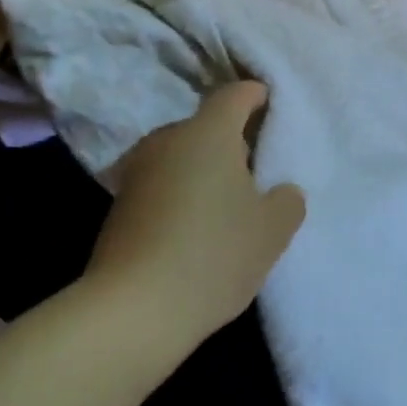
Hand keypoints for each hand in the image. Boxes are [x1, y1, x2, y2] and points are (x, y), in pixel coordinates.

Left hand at [87, 82, 305, 353]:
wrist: (132, 311)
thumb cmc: (213, 254)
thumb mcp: (272, 230)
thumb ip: (287, 201)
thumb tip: (280, 191)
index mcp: (208, 132)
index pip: (236, 94)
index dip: (257, 95)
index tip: (272, 106)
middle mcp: (168, 140)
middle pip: (206, 126)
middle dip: (232, 140)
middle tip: (258, 167)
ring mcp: (137, 172)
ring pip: (181, 156)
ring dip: (204, 170)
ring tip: (228, 202)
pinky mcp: (119, 206)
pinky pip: (162, 185)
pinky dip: (182, 194)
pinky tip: (196, 227)